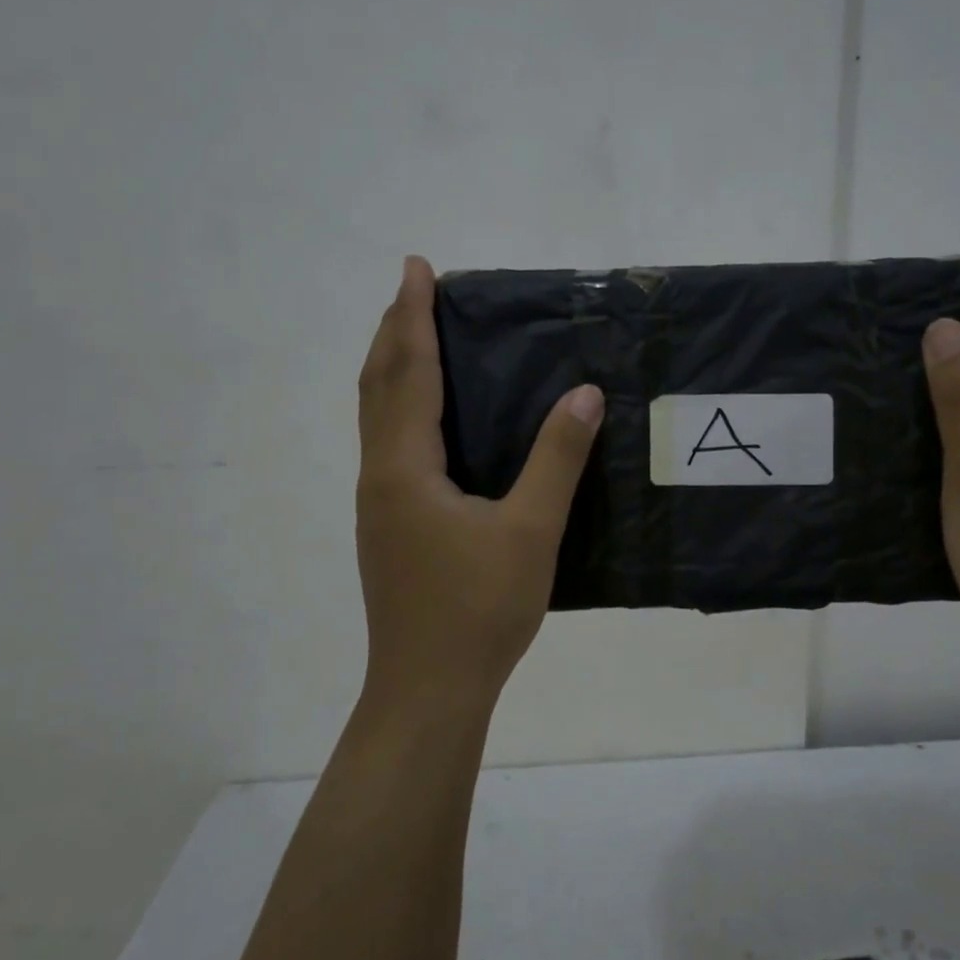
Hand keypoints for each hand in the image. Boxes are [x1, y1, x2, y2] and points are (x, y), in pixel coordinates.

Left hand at [356, 256, 604, 715]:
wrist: (427, 690)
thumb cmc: (478, 610)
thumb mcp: (530, 531)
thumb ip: (557, 459)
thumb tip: (584, 393)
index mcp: (405, 468)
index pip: (407, 372)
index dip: (412, 317)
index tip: (416, 268)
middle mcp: (379, 476)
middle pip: (377, 386)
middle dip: (393, 331)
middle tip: (413, 289)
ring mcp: (378, 505)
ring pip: (375, 416)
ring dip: (391, 368)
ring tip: (415, 337)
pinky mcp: (388, 527)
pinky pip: (386, 443)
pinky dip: (398, 406)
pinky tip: (426, 419)